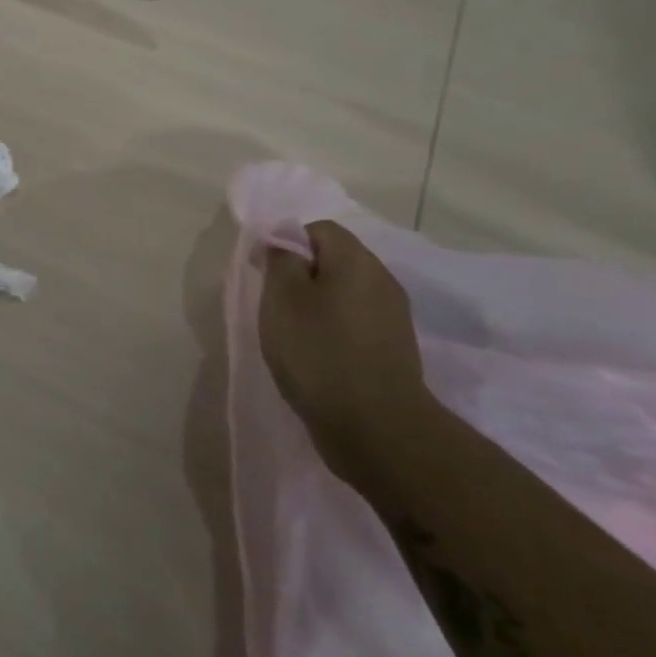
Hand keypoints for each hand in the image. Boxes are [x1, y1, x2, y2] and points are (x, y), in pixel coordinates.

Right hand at [258, 220, 430, 488]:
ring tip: (290, 333)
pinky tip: (315, 355)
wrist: (375, 427)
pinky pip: (354, 323)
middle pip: (334, 260)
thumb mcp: (282, 298)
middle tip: (273, 303)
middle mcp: (382, 281)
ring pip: (344, 293)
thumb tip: (284, 244)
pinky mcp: (392, 349)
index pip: (319, 229)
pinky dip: (331, 330)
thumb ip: (281, 260)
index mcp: (357, 261)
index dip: (286, 242)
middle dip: (299, 275)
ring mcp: (392, 317)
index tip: (263, 272)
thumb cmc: (318, 352)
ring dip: (315, 305)